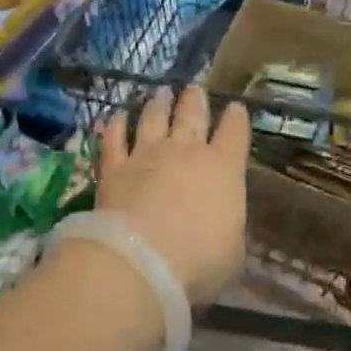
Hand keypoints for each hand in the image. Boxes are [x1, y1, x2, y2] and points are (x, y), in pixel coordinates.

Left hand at [98, 86, 250, 304]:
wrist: (141, 261)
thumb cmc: (199, 262)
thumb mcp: (232, 251)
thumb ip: (229, 227)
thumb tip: (225, 223)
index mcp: (223, 168)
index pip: (234, 133)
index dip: (236, 118)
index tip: (236, 108)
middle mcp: (186, 151)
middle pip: (192, 115)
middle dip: (195, 100)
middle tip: (194, 89)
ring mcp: (147, 155)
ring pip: (153, 118)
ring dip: (158, 104)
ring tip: (161, 92)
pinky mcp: (114, 167)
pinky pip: (114, 139)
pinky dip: (115, 125)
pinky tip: (115, 116)